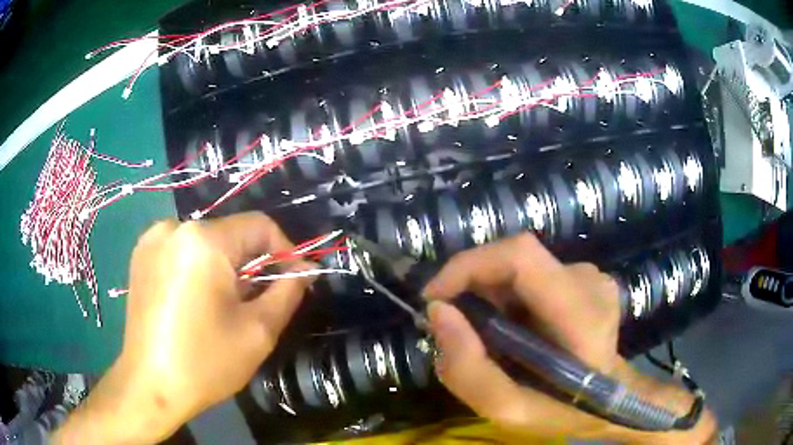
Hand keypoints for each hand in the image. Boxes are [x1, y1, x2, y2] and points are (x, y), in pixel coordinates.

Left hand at [54, 212, 313, 444]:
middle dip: (250, 265)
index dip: (283, 251)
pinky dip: (198, 268)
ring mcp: (152, 239)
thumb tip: (306, 269)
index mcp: (203, 241)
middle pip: (230, 235)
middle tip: (254, 304)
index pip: (259, 225)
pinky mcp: (140, 255)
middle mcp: (174, 227)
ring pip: (206, 243)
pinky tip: (194, 302)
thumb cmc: (205, 362)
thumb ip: (288, 291)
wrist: (149, 385)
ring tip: (222, 306)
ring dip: (223, 267)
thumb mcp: (258, 331)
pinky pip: (182, 250)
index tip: (291, 281)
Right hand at [424, 234, 716, 443]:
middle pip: (514, 260)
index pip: (519, 255)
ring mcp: (592, 276)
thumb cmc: (566, 412)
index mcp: (581, 314)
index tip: (435, 298)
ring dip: (492, 299)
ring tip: (494, 341)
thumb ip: (468, 369)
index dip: (469, 265)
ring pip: (520, 272)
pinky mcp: (586, 278)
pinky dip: (510, 300)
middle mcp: (589, 281)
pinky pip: (532, 279)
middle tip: (460, 332)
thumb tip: (438, 313)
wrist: (615, 399)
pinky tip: (519, 332)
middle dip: (474, 290)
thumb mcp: (510, 411)